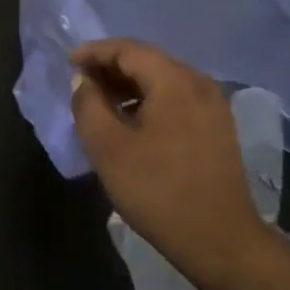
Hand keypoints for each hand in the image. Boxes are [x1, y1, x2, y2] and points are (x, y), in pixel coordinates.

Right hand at [69, 38, 263, 277]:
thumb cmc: (158, 190)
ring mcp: (214, 105)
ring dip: (130, 84)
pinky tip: (132, 120)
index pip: (128, 49)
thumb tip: (83, 80)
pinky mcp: (218, 127)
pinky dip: (150, 98)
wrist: (220, 240)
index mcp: (174, 81)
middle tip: (82, 81)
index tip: (69, 63)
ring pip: (164, 79)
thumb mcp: (107, 148)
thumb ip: (88, 105)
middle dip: (111, 66)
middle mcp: (199, 83)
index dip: (95, 51)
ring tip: (101, 102)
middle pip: (148, 60)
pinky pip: (177, 97)